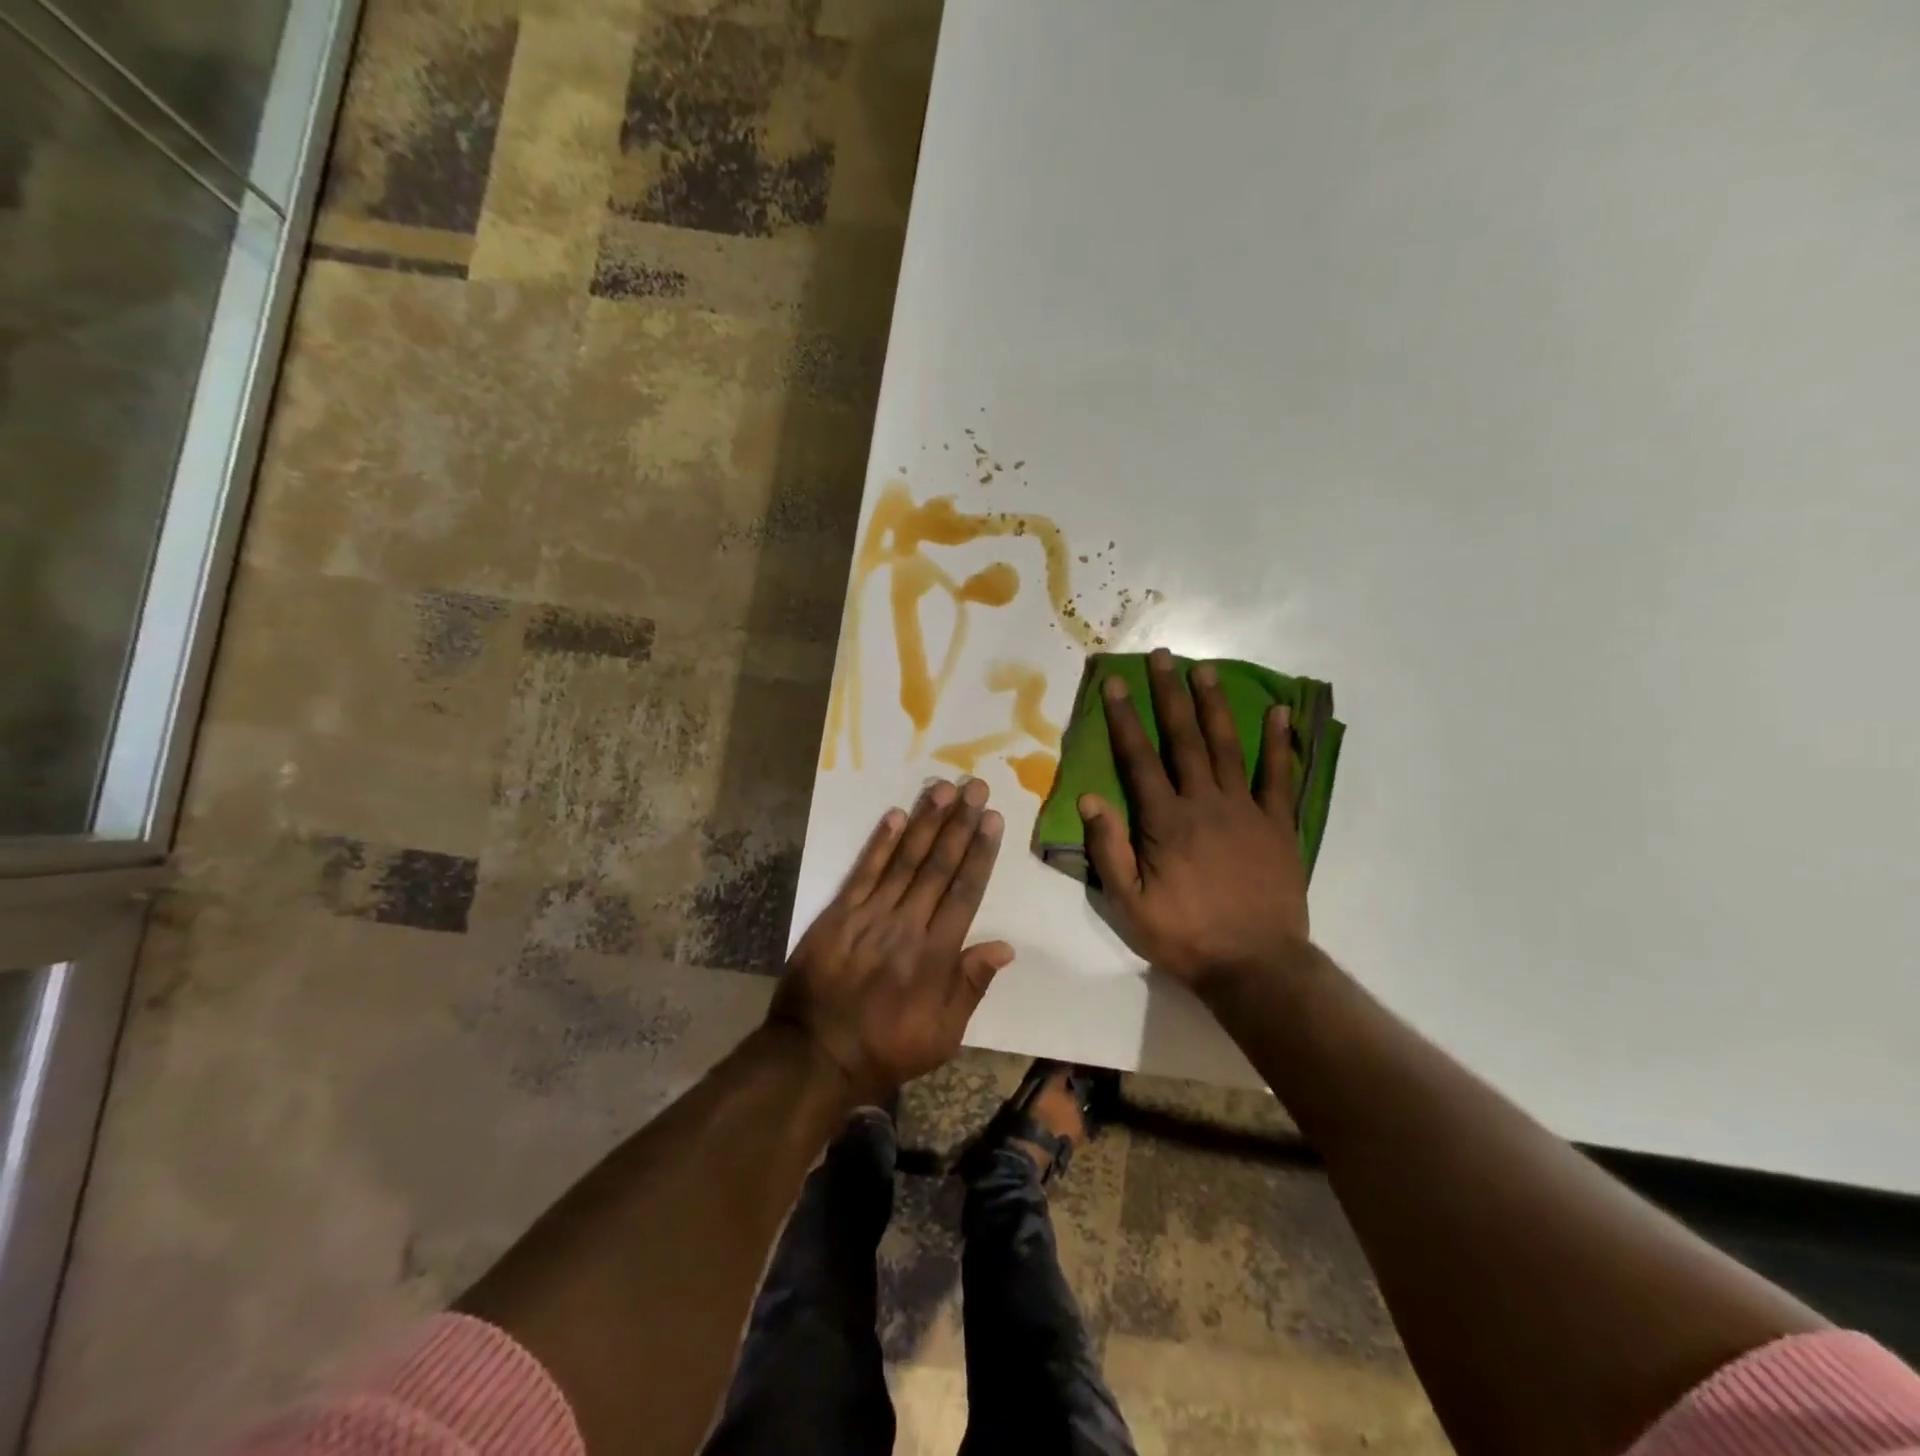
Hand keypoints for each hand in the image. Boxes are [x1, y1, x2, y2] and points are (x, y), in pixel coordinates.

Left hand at [771, 779, 1013, 1101]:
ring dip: (925, 823)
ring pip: (904, 861)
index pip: (964, 892)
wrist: (815, 1054)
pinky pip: (863, 872)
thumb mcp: (943, 1036)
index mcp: (936, 954)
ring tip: (943, 789)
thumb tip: (1006, 947)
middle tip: (975, 787)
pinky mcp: (839, 914)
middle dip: (959, 824)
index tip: (991, 819)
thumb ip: (971, 986)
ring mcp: (870, 916)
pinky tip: (895, 815)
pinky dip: (879, 843)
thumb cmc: (886, 1048)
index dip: (979, 852)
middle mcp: (907, 925)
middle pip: (938, 866)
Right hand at [1079, 648, 1309, 988]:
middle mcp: (1205, 803)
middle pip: (1184, 739)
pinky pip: (1280, 777)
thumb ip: (1108, 849)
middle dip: (1169, 694)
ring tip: (1205, 670)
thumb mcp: (1129, 903)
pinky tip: (1280, 713)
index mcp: (1166, 821)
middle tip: (1162, 656)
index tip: (1114, 683)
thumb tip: (1088, 799)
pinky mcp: (1278, 825)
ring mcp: (1246, 810)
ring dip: (1214, 705)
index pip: (1139, 758)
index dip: (1124, 718)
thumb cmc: (1184, 935)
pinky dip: (1280, 744)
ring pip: (1227, 746)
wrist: (1254, 965)